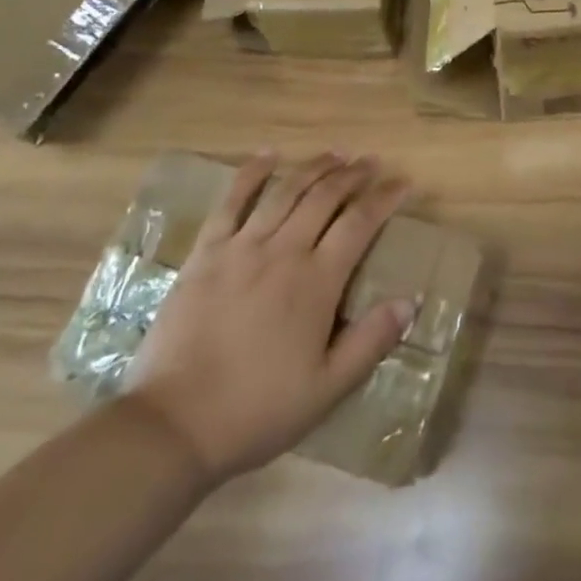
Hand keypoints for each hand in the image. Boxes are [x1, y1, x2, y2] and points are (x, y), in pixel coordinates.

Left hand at [123, 151, 415, 485]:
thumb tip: (409, 302)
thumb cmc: (257, 409)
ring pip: (285, 191)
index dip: (385, 197)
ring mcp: (241, 248)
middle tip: (371, 163)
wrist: (172, 426)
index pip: (360, 223)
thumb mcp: (328, 388)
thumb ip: (371, 342)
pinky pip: (231, 202)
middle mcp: (284, 251)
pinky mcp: (206, 254)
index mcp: (317, 281)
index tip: (403, 182)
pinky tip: (268, 155)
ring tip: (335, 154)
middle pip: (325, 196)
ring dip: (314, 167)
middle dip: (353, 174)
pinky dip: (251, 173)